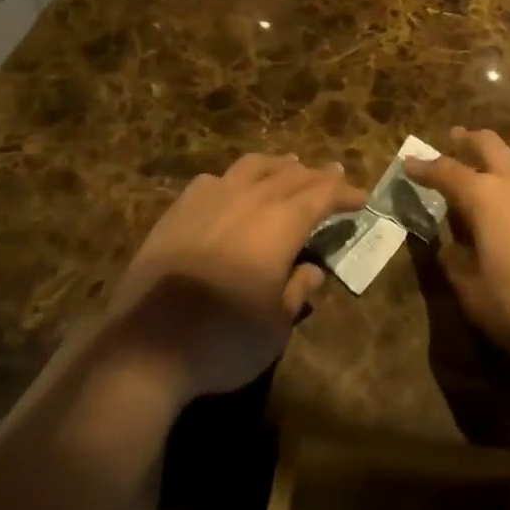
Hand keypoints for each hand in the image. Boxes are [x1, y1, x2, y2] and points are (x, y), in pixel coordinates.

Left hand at [104, 154, 366, 405]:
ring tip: (290, 165)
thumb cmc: (224, 339)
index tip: (362, 196)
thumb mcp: (276, 327)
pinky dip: (234, 179)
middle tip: (334, 173)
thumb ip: (298, 290)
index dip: (344, 193)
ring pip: (253, 166)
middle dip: (317, 175)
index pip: (323, 195)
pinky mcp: (179, 208)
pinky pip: (215, 180)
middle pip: (292, 175)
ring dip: (278, 165)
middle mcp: (251, 197)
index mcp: (281, 222)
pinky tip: (232, 188)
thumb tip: (312, 270)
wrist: (147, 343)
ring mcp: (212, 197)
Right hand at [406, 128, 509, 361]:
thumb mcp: (476, 297)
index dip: (425, 167)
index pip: (446, 172)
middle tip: (456, 138)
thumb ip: (458, 267)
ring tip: (500, 164)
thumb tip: (450, 249)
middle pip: (489, 143)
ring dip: (507, 154)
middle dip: (469, 139)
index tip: (410, 161)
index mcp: (483, 197)